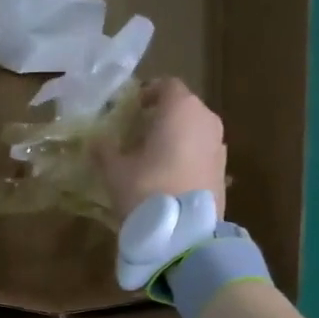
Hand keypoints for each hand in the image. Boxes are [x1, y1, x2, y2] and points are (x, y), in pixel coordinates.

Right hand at [96, 77, 227, 219]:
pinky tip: (169, 177)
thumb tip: (95, 141)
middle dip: (162, 117)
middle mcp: (206, 119)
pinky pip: (201, 153)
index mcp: (180, 108)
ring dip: (176, 138)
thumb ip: (104, 150)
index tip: (132, 108)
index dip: (148, 93)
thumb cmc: (147, 189)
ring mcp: (219, 145)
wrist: (185, 232)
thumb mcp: (115, 170)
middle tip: (138, 134)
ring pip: (194, 131)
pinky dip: (186, 157)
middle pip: (183, 107)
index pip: (166, 85)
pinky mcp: (223, 171)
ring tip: (153, 158)